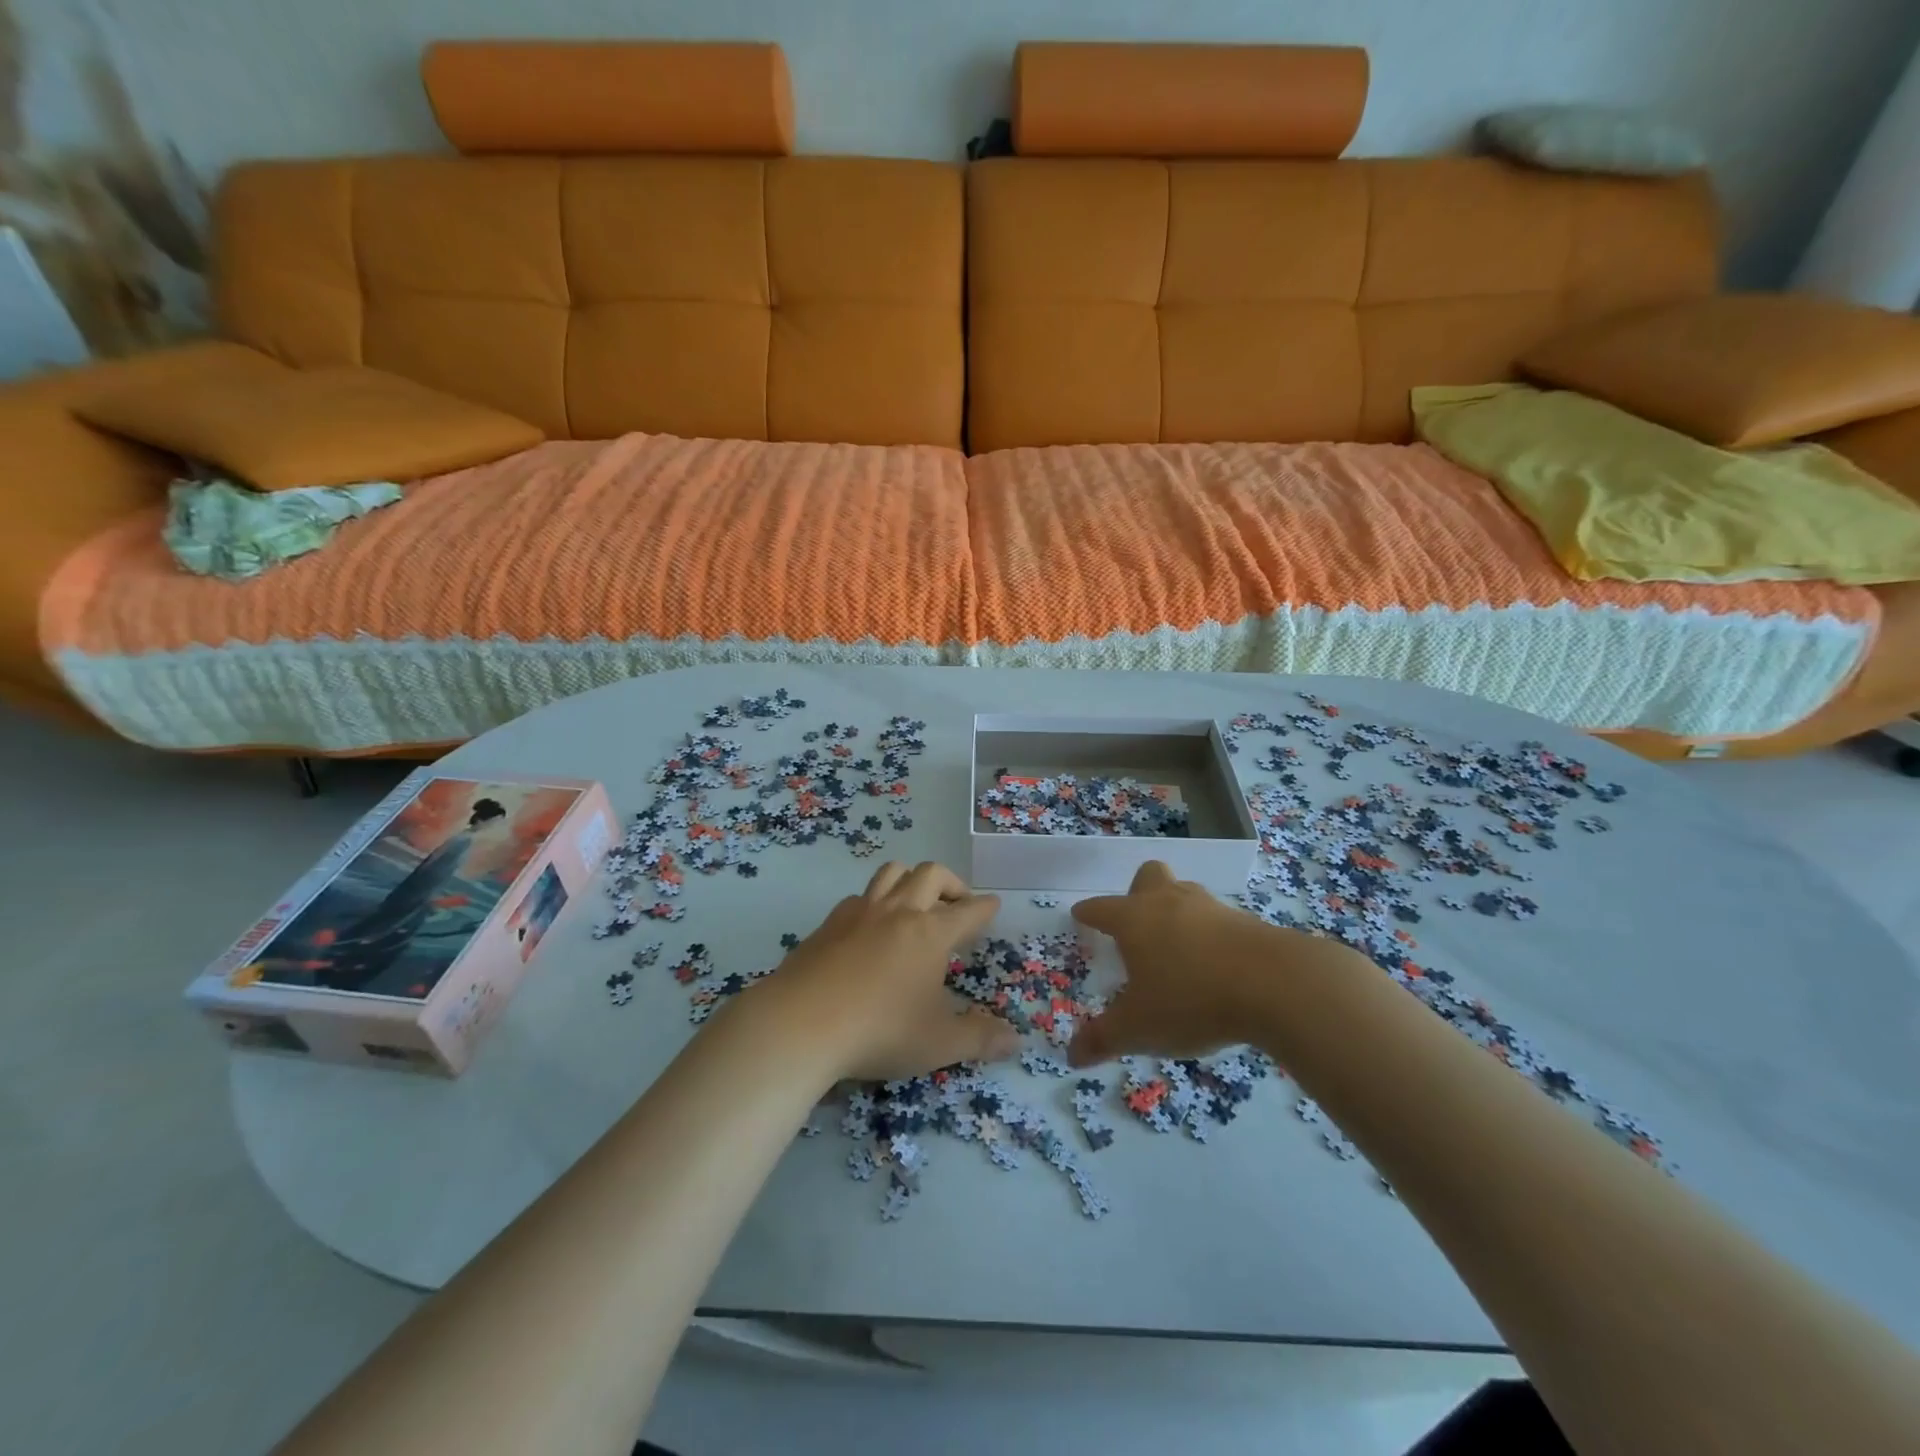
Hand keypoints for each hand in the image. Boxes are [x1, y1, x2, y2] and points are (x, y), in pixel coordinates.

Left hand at [739, 861, 1016, 1081]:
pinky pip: (859, 896)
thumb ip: (979, 1039)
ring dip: (911, 879)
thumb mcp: (938, 1043)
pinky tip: (870, 926)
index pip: (968, 911)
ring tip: (916, 902)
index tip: (993, 905)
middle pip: (930, 874)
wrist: (800, 1023)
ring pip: (891, 873)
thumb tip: (1015, 1041)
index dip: (985, 907)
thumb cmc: (879, 1031)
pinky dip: (874, 901)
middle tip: (958, 904)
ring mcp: (859, 913)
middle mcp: (898, 912)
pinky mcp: (828, 924)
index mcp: (931, 933)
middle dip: (951, 883)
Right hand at [1067, 860, 1294, 1066]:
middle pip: (1148, 877)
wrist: (1276, 984)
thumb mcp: (1139, 1029)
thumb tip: (1072, 1056)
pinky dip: (1210, 935)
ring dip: (1176, 911)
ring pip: (1184, 893)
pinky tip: (1215, 965)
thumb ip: (1103, 1039)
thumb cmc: (1191, 999)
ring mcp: (1210, 908)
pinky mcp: (1246, 922)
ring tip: (1177, 946)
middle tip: (1137, 924)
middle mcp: (1168, 902)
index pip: (1101, 908)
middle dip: (1138, 893)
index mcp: (1134, 919)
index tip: (1080, 915)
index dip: (1088, 913)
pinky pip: (1217, 919)